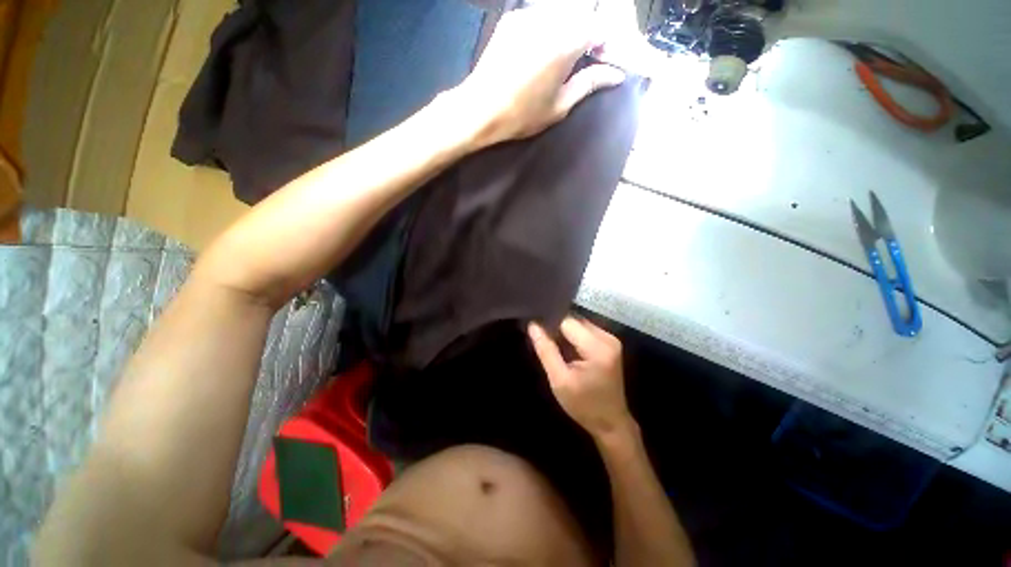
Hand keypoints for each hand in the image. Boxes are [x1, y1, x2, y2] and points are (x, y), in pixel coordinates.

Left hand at [455, 5, 625, 145]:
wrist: (479, 109)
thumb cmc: (521, 114)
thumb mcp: (560, 106)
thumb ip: (589, 84)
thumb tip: (616, 75)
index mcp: (565, 41)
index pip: (601, 27)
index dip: (609, 44)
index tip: (606, 63)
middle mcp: (549, 19)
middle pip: (582, 18)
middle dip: (590, 38)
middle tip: (588, 63)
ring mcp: (527, 16)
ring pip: (561, 17)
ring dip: (570, 34)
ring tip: (565, 61)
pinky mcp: (511, 20)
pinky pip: (541, 19)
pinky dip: (550, 31)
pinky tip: (543, 53)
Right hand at [528, 316, 632, 438]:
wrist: (611, 422)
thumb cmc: (583, 405)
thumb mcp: (559, 380)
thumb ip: (546, 350)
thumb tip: (532, 324)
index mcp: (597, 347)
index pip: (567, 321)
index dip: (549, 321)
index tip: (533, 325)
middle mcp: (607, 337)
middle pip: (574, 319)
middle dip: (556, 325)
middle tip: (538, 333)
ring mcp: (611, 339)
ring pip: (579, 323)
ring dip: (563, 330)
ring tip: (548, 339)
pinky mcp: (609, 343)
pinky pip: (585, 330)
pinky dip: (572, 335)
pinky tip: (563, 346)